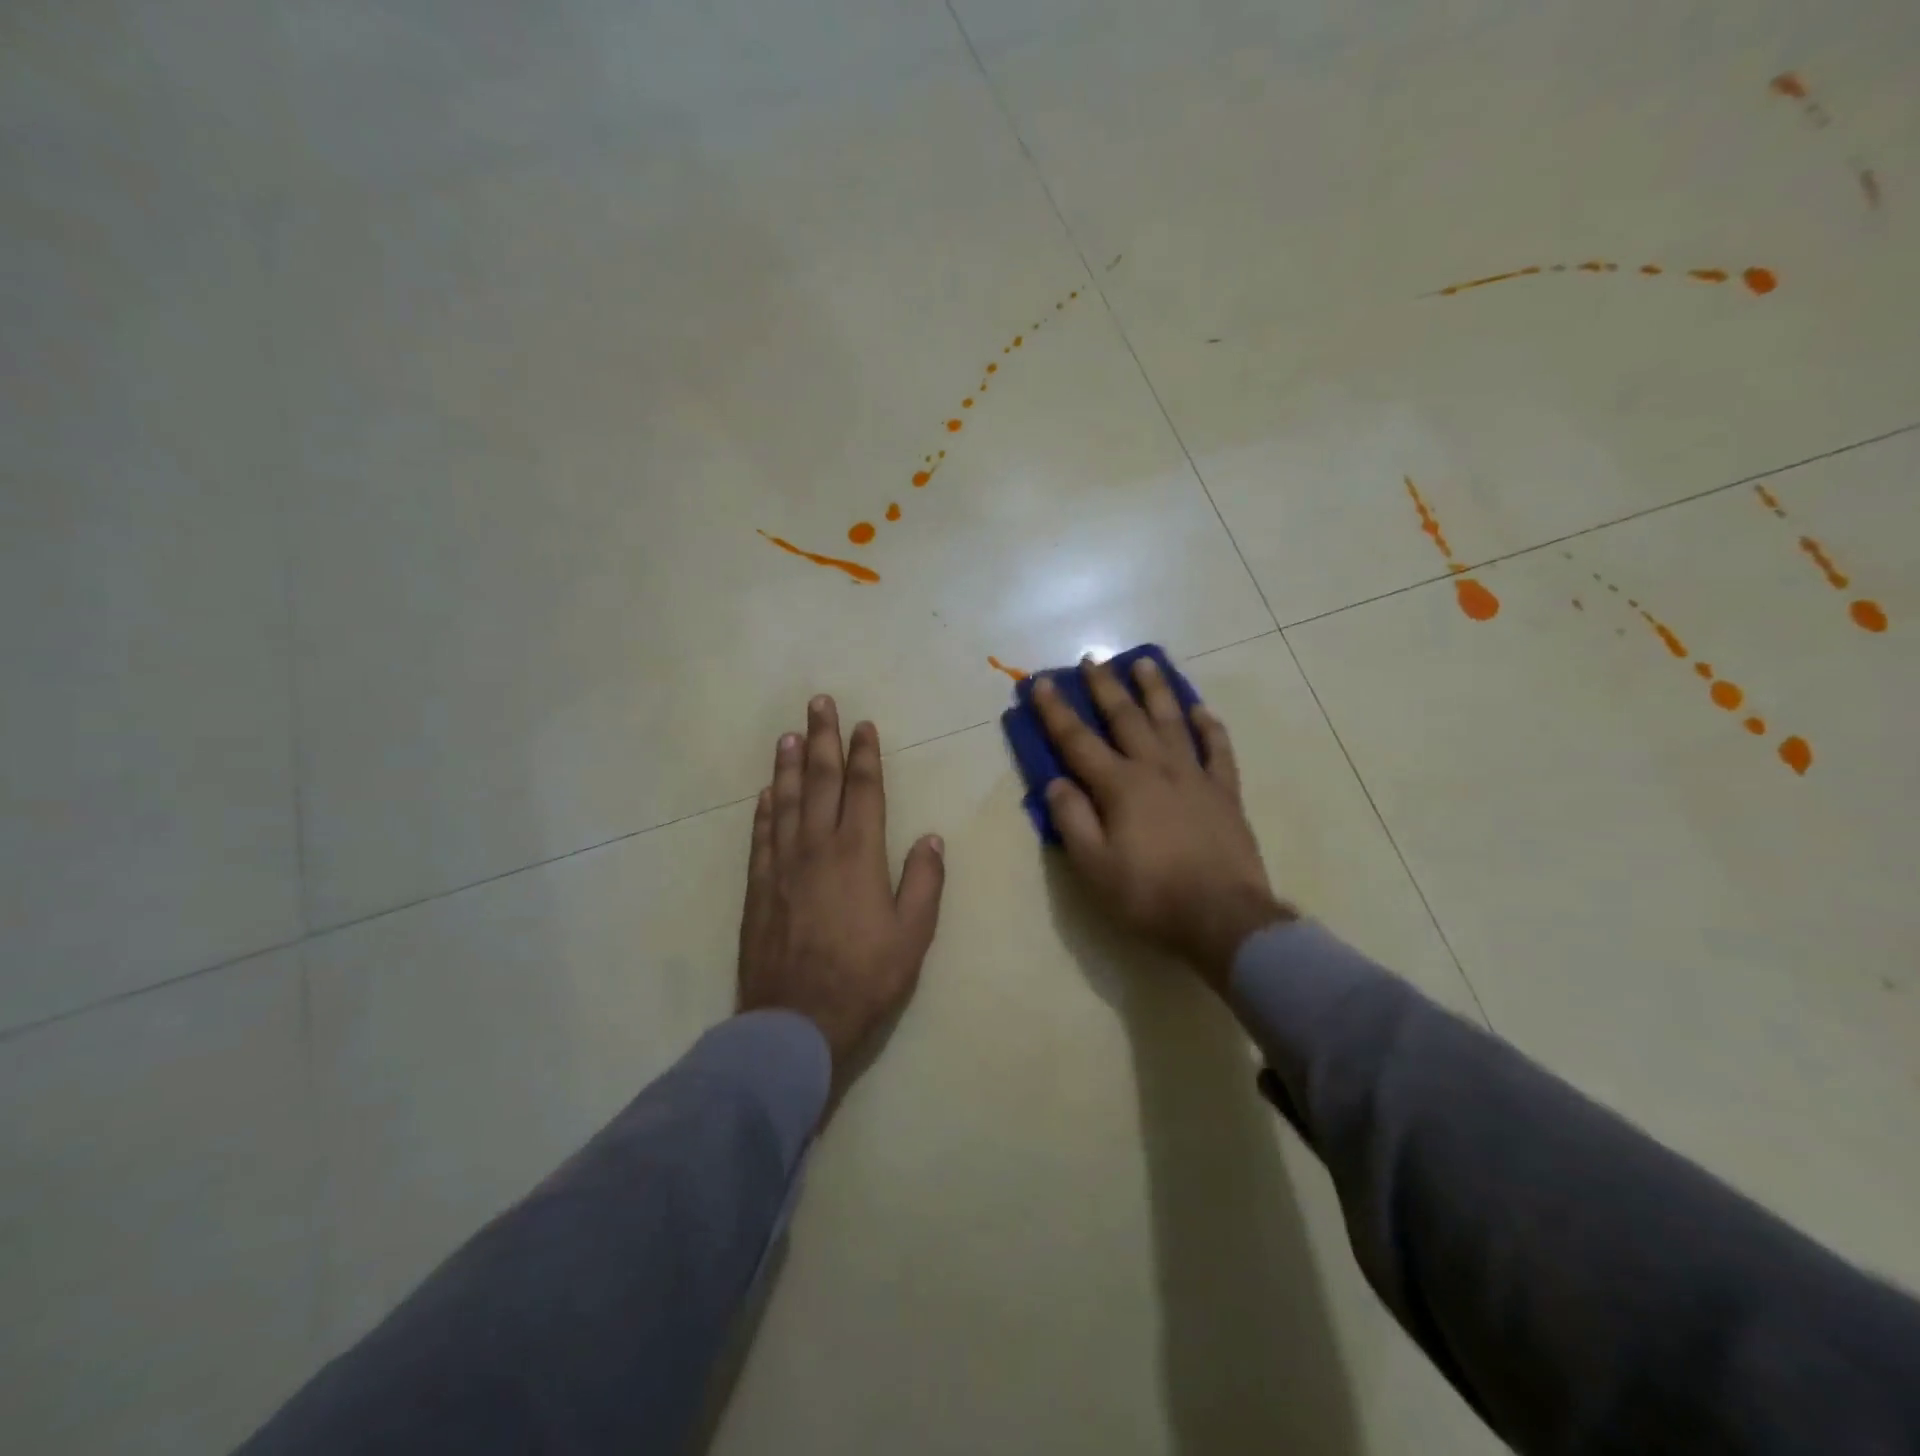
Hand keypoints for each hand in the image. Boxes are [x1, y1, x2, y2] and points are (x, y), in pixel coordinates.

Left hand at [737, 695, 945, 1113]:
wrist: (796, 1020)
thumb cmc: (865, 977)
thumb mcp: (912, 935)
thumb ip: (923, 881)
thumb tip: (929, 837)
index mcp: (858, 855)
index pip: (863, 791)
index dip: (865, 755)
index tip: (864, 726)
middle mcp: (817, 848)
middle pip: (821, 783)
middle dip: (824, 740)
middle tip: (819, 704)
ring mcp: (782, 866)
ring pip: (786, 802)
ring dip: (790, 766)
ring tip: (790, 735)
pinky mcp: (758, 888)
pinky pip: (761, 837)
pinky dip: (764, 810)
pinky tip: (766, 793)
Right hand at [1034, 657, 1292, 988]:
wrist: (1222, 917)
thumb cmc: (1150, 894)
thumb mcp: (1094, 866)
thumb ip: (1072, 820)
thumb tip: (1055, 783)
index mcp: (1120, 786)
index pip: (1078, 740)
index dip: (1056, 711)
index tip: (1041, 682)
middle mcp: (1156, 769)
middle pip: (1126, 718)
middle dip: (1105, 687)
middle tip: (1092, 659)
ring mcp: (1194, 776)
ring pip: (1172, 721)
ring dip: (1156, 690)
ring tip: (1145, 663)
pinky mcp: (1225, 792)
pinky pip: (1218, 749)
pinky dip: (1208, 726)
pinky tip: (1200, 710)